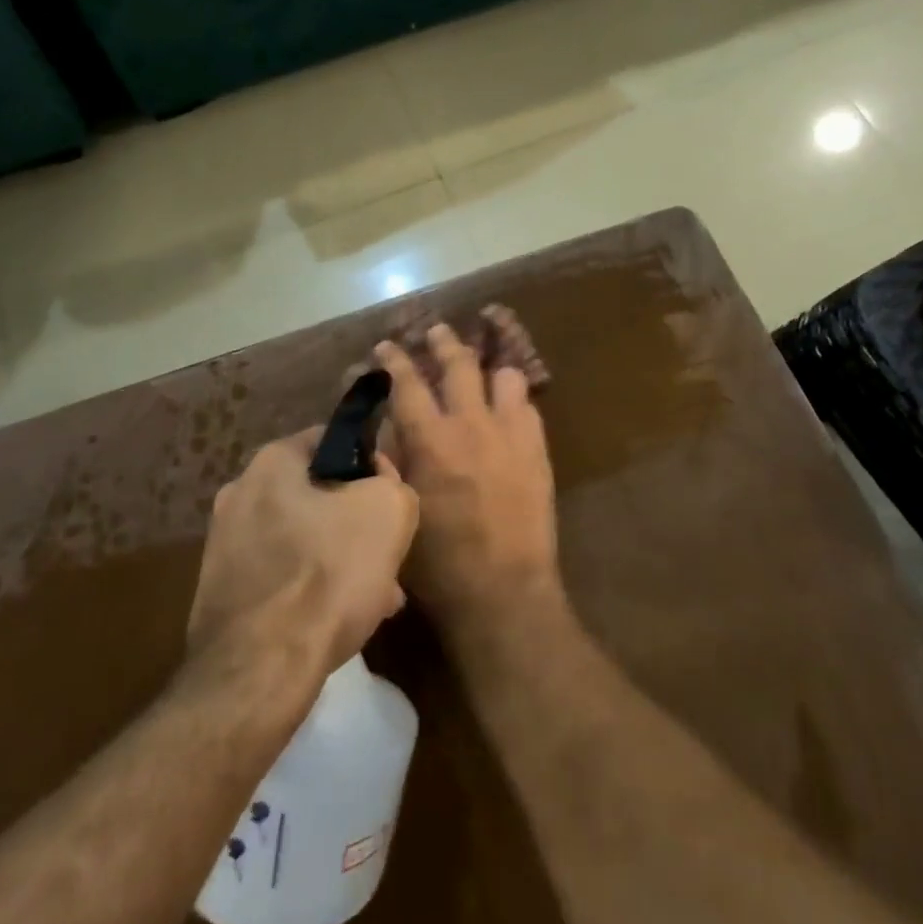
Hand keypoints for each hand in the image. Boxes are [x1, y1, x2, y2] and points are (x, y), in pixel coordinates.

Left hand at [189, 430, 417, 675]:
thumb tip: (379, 485)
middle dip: (356, 522)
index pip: (333, 440)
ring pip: (303, 540)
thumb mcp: (389, 511)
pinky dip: (311, 591)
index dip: (372, 464)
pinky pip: (282, 578)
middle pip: (318, 495)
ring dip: (339, 560)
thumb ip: (392, 482)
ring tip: (376, 596)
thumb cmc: (327, 575)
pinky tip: (340, 621)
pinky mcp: (222, 593)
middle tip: (387, 554)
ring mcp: (224, 546)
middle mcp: (239, 494)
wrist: (259, 672)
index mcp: (271, 462)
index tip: (393, 497)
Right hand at [375, 325, 559, 637]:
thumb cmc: (438, 562)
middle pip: (458, 364)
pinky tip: (508, 406)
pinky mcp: (538, 450)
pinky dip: (514, 399)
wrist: (503, 592)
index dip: (394, 360)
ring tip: (481, 367)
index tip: (386, 346)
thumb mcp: (398, 510)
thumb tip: (385, 431)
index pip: (407, 383)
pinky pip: (529, 406)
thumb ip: (391, 463)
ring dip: (488, 367)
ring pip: (504, 376)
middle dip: (443, 342)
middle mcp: (471, 424)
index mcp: (430, 439)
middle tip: (435, 331)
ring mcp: (510, 434)